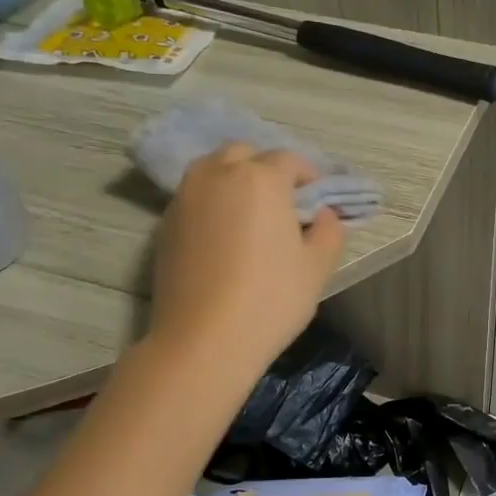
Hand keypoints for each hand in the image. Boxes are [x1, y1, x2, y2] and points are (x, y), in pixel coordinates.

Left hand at [148, 145, 345, 371]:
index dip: (309, 176)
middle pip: (245, 155)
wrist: (203, 339)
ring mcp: (186, 197)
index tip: (319, 200)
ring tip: (251, 215)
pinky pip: (196, 196)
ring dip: (235, 180)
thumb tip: (324, 215)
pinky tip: (225, 235)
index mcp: (261, 179)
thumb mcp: (317, 267)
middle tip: (284, 203)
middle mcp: (218, 175)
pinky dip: (213, 202)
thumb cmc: (270, 299)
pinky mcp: (166, 223)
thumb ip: (329, 231)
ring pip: (213, 170)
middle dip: (267, 169)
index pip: (290, 160)